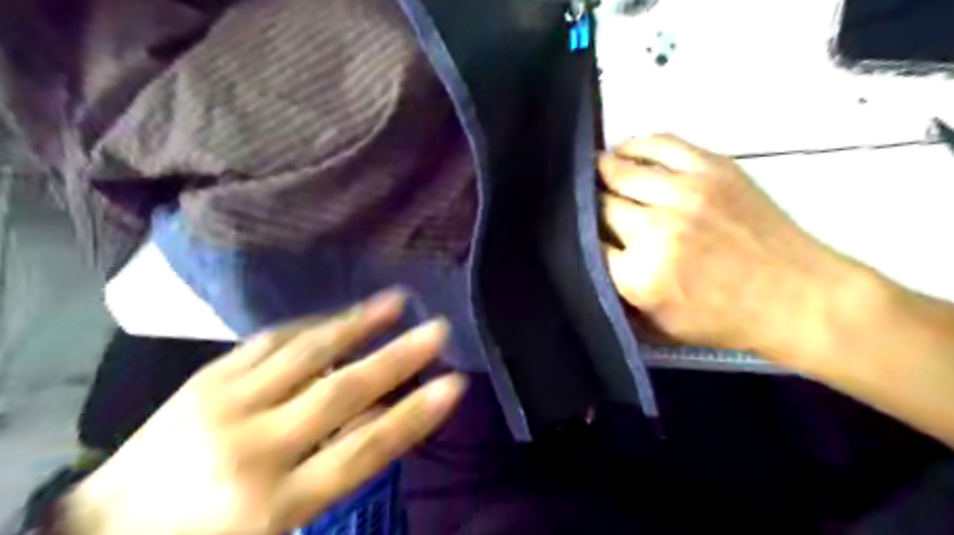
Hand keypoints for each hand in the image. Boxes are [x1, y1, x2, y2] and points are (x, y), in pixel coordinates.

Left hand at [60, 291, 467, 531]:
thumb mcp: (278, 531)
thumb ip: (333, 474)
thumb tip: (381, 417)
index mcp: (273, 503)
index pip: (363, 451)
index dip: (414, 416)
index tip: (454, 385)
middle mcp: (255, 447)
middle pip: (342, 392)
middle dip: (399, 358)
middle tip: (438, 329)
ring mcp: (226, 404)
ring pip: (306, 353)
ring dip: (357, 323)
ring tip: (396, 299)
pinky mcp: (205, 379)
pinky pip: (269, 341)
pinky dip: (311, 325)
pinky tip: (337, 313)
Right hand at [599, 137, 861, 366]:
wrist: (799, 298)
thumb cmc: (725, 320)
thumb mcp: (658, 326)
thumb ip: (617, 295)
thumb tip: (591, 257)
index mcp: (639, 275)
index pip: (586, 243)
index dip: (581, 239)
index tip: (583, 237)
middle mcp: (655, 229)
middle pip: (600, 205)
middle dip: (591, 209)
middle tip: (591, 209)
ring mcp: (685, 193)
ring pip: (620, 170)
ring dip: (604, 173)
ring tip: (599, 174)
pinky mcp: (712, 169)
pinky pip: (659, 144)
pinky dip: (635, 146)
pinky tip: (625, 151)